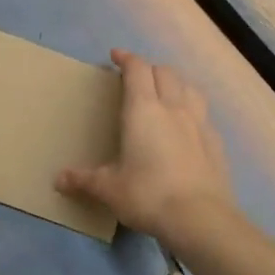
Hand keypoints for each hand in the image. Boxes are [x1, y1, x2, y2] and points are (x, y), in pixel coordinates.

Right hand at [57, 50, 238, 244]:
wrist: (200, 218)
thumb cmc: (148, 195)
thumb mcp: (109, 189)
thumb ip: (84, 180)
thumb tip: (58, 180)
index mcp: (144, 110)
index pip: (137, 70)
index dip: (127, 58)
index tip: (116, 56)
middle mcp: (174, 108)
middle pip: (165, 73)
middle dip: (149, 69)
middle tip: (137, 77)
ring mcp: (200, 123)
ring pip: (190, 88)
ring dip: (176, 83)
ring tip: (166, 92)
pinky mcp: (216, 142)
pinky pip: (203, 114)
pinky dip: (192, 110)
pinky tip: (188, 126)